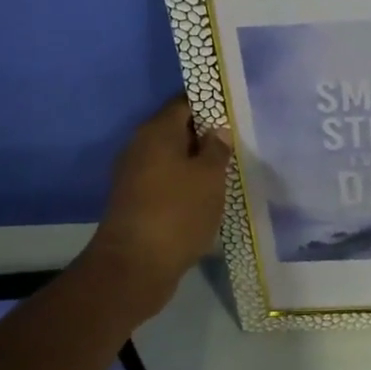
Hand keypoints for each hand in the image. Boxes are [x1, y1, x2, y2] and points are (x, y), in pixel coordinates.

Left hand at [85, 96, 233, 299]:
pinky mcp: (134, 200)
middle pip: (176, 130)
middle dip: (205, 135)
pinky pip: (164, 181)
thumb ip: (216, 149)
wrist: (134, 266)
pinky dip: (184, 184)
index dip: (209, 103)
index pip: (184, 102)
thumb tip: (217, 130)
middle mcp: (140, 146)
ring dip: (195, 162)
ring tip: (226, 170)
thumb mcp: (209, 178)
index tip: (233, 110)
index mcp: (157, 131)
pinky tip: (205, 196)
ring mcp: (134, 174)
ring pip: (171, 157)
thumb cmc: (177, 212)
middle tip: (236, 142)